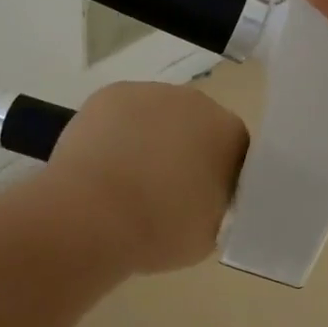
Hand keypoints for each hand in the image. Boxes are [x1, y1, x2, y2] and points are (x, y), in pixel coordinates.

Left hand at [40, 81, 248, 274]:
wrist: (94, 213)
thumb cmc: (160, 228)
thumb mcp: (209, 233)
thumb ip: (215, 207)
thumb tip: (202, 199)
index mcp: (229, 133)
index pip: (233, 151)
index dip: (217, 175)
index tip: (199, 201)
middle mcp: (196, 102)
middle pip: (195, 125)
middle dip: (183, 150)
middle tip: (162, 190)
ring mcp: (151, 92)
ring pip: (156, 115)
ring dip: (148, 138)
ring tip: (125, 178)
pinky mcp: (111, 93)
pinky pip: (122, 113)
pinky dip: (115, 132)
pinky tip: (102, 163)